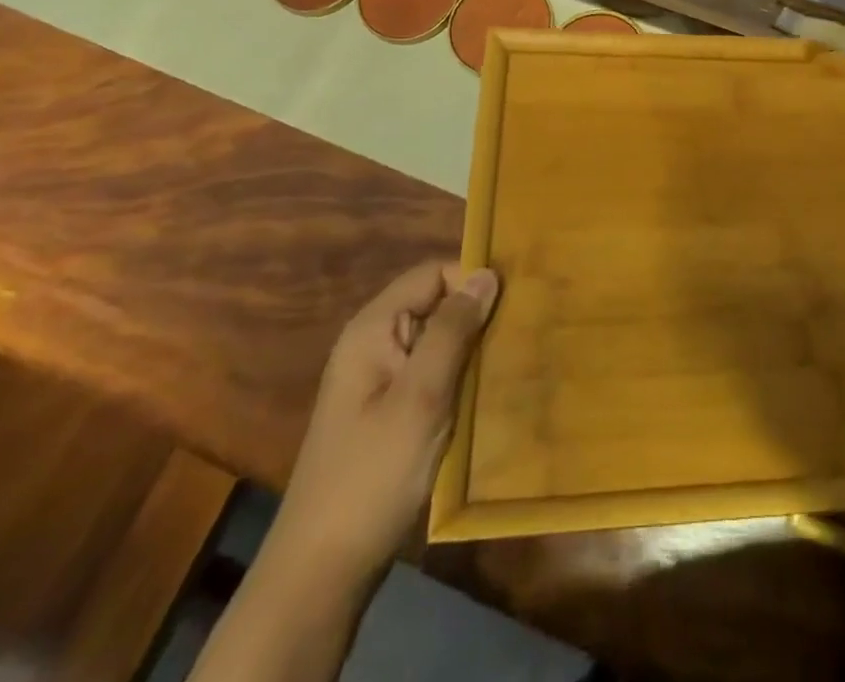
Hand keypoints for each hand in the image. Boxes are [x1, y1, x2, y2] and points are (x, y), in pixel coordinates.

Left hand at [267, 261, 499, 589]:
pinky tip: (486, 393)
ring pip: (437, 340)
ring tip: (513, 359)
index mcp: (372, 329)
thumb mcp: (421, 396)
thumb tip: (486, 274)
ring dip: (471, 348)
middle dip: (476, 315)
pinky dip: (459, 376)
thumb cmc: (373, 473)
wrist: (322, 570)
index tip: (514, 302)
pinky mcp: (388, 411)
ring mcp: (379, 380)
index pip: (431, 274)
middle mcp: (373, 344)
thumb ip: (453, 330)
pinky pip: (431, 372)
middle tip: (521, 331)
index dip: (471, 280)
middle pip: (434, 303)